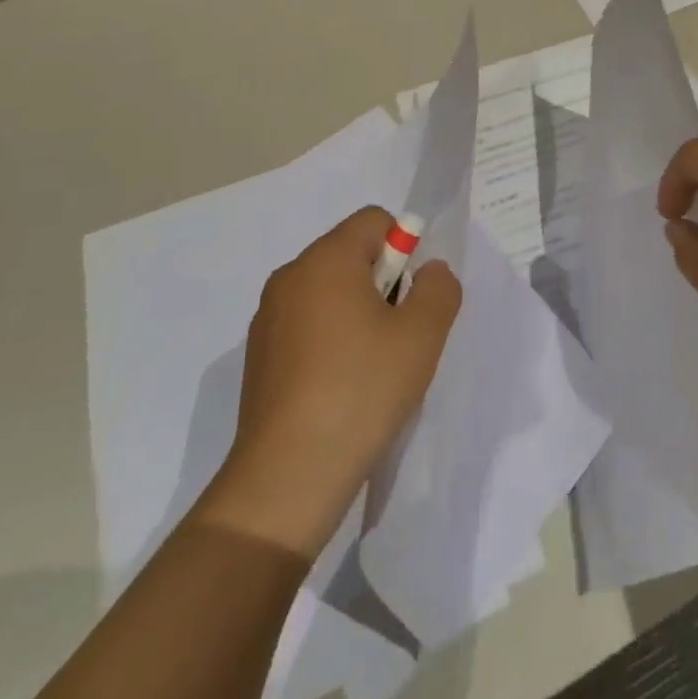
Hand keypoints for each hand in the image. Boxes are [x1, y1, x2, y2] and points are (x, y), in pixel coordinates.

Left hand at [194, 207, 461, 560]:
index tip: (411, 301)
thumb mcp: (422, 336)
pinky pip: (306, 325)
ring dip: (357, 314)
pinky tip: (340, 390)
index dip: (404, 250)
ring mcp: (268, 317)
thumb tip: (428, 271)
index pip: (375, 221)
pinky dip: (329, 341)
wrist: (287, 478)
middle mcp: (290, 275)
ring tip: (371, 369)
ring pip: (329, 292)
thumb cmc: (361, 392)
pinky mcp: (258, 355)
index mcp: (326, 259)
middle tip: (397, 338)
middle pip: (351, 254)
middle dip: (383, 284)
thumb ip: (438, 288)